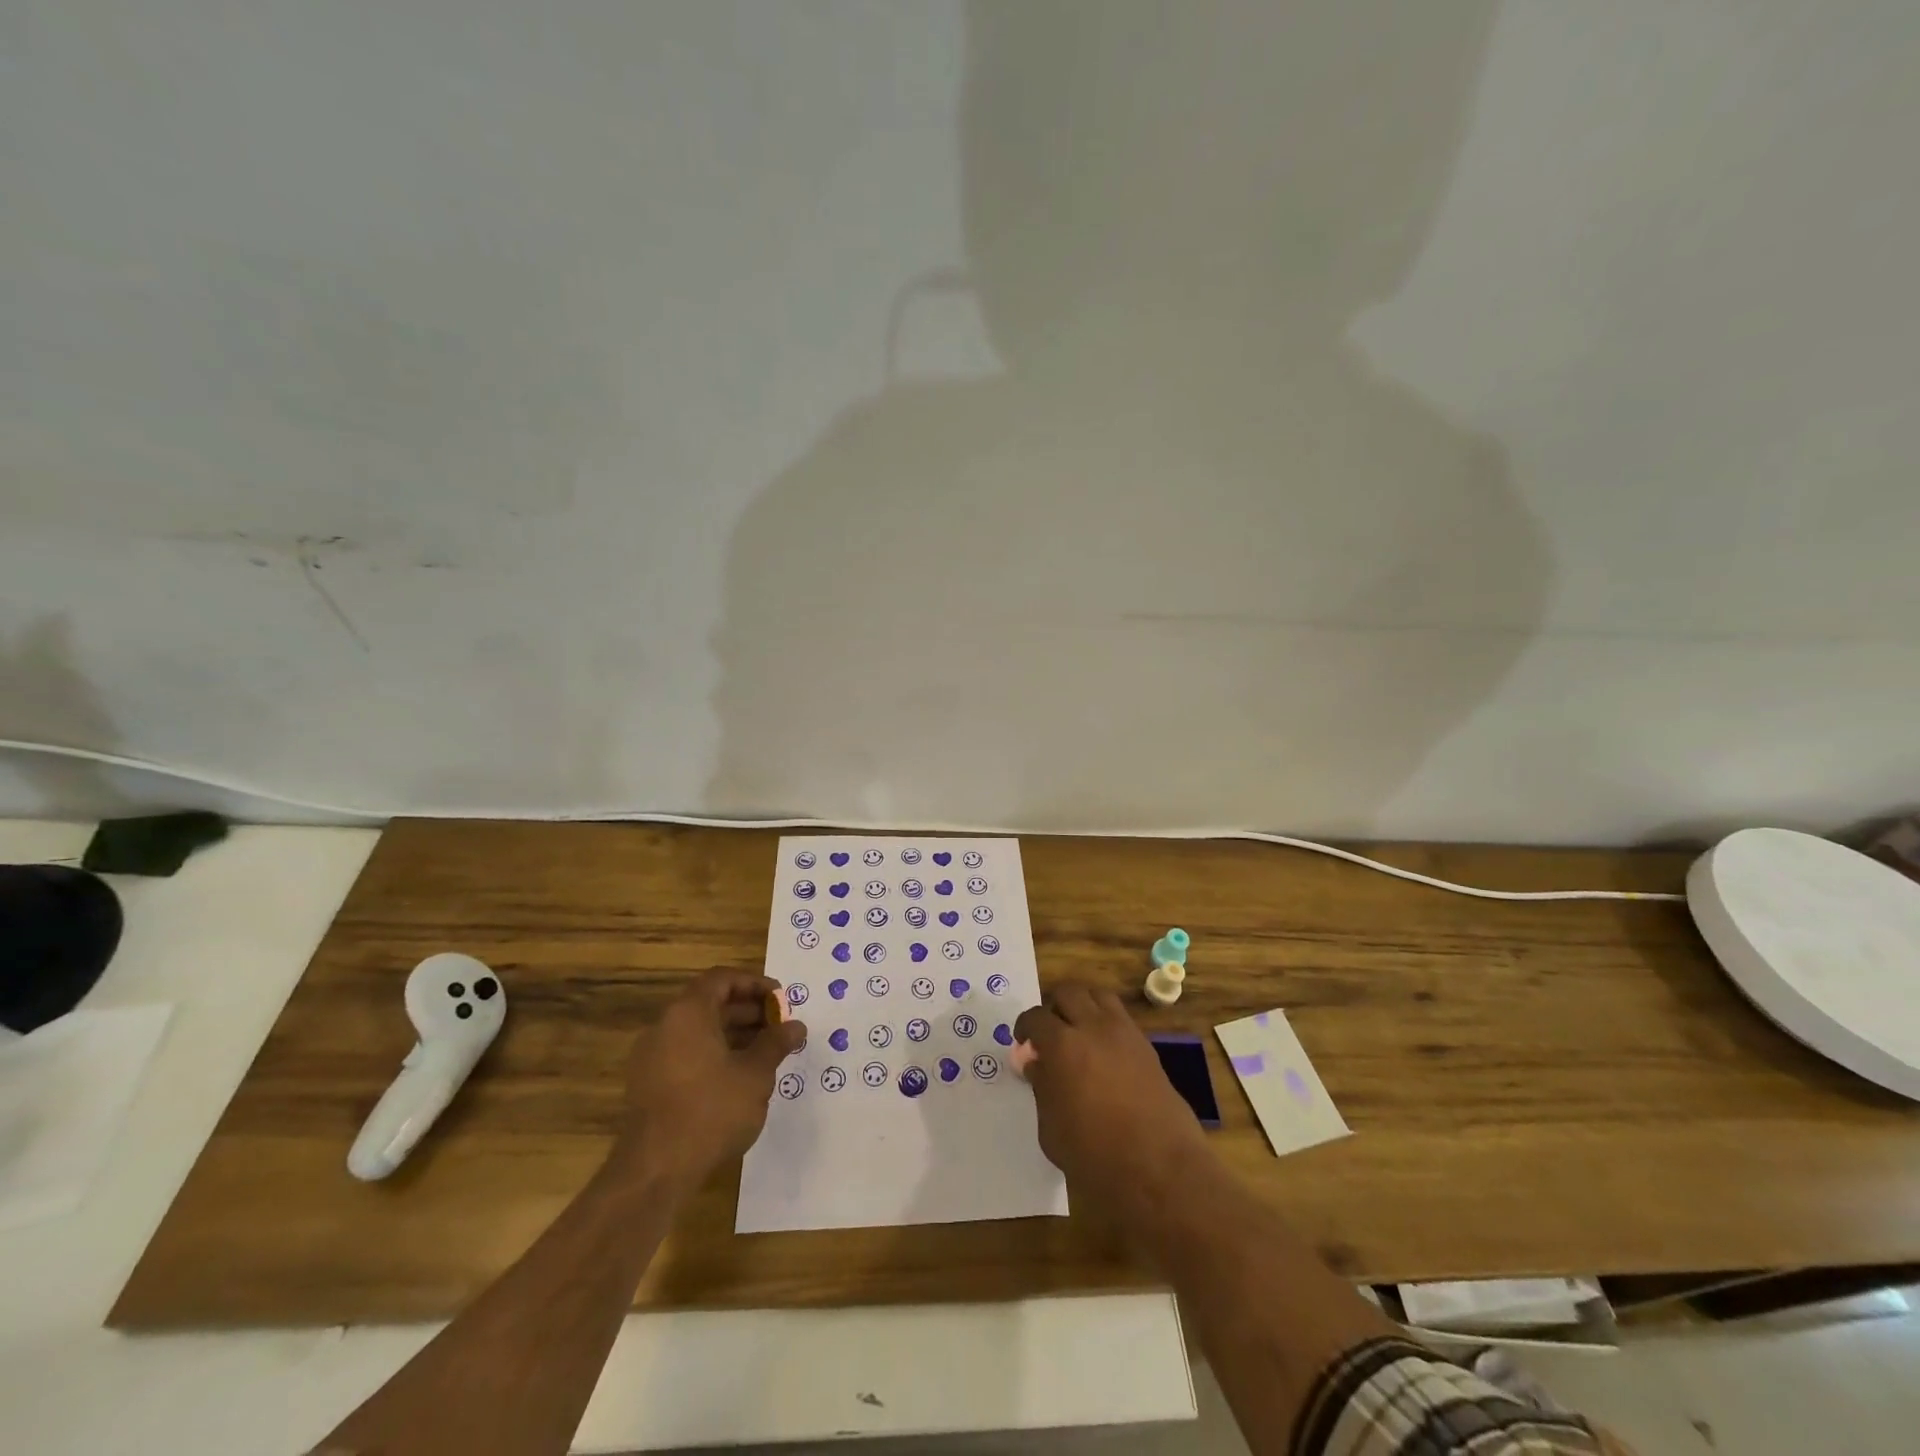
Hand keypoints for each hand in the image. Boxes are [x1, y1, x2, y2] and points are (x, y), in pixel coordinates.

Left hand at [617, 969, 805, 1191]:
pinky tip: (740, 1077)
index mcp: (688, 1013)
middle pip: (710, 1004)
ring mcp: (652, 1057)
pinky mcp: (649, 1085)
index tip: (781, 999)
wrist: (656, 1170)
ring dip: (734, 1034)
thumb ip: (776, 1043)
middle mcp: (665, 1026)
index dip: (755, 984)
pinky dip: (714, 1054)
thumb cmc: (712, 1110)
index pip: (722, 979)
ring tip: (766, 1052)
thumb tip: (796, 1026)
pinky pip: (686, 1054)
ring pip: (698, 1031)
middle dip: (748, 1011)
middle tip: (780, 1027)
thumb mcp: (755, 1073)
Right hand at [1014, 983, 1210, 1222]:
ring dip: (1083, 1006)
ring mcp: (1125, 1034)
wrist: (1161, 1170)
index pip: (1036, 1017)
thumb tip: (1036, 1064)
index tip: (1023, 1044)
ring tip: (1077, 1033)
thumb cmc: (1095, 1157)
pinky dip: (1106, 1023)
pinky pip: (1121, 1018)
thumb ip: (1042, 1088)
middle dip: (1054, 1008)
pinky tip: (1102, 1053)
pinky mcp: (1147, 1048)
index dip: (1025, 1028)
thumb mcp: (1052, 1129)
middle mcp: (1094, 1027)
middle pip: (1069, 993)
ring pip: (1099, 996)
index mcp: (1063, 1045)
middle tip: (1049, 1035)